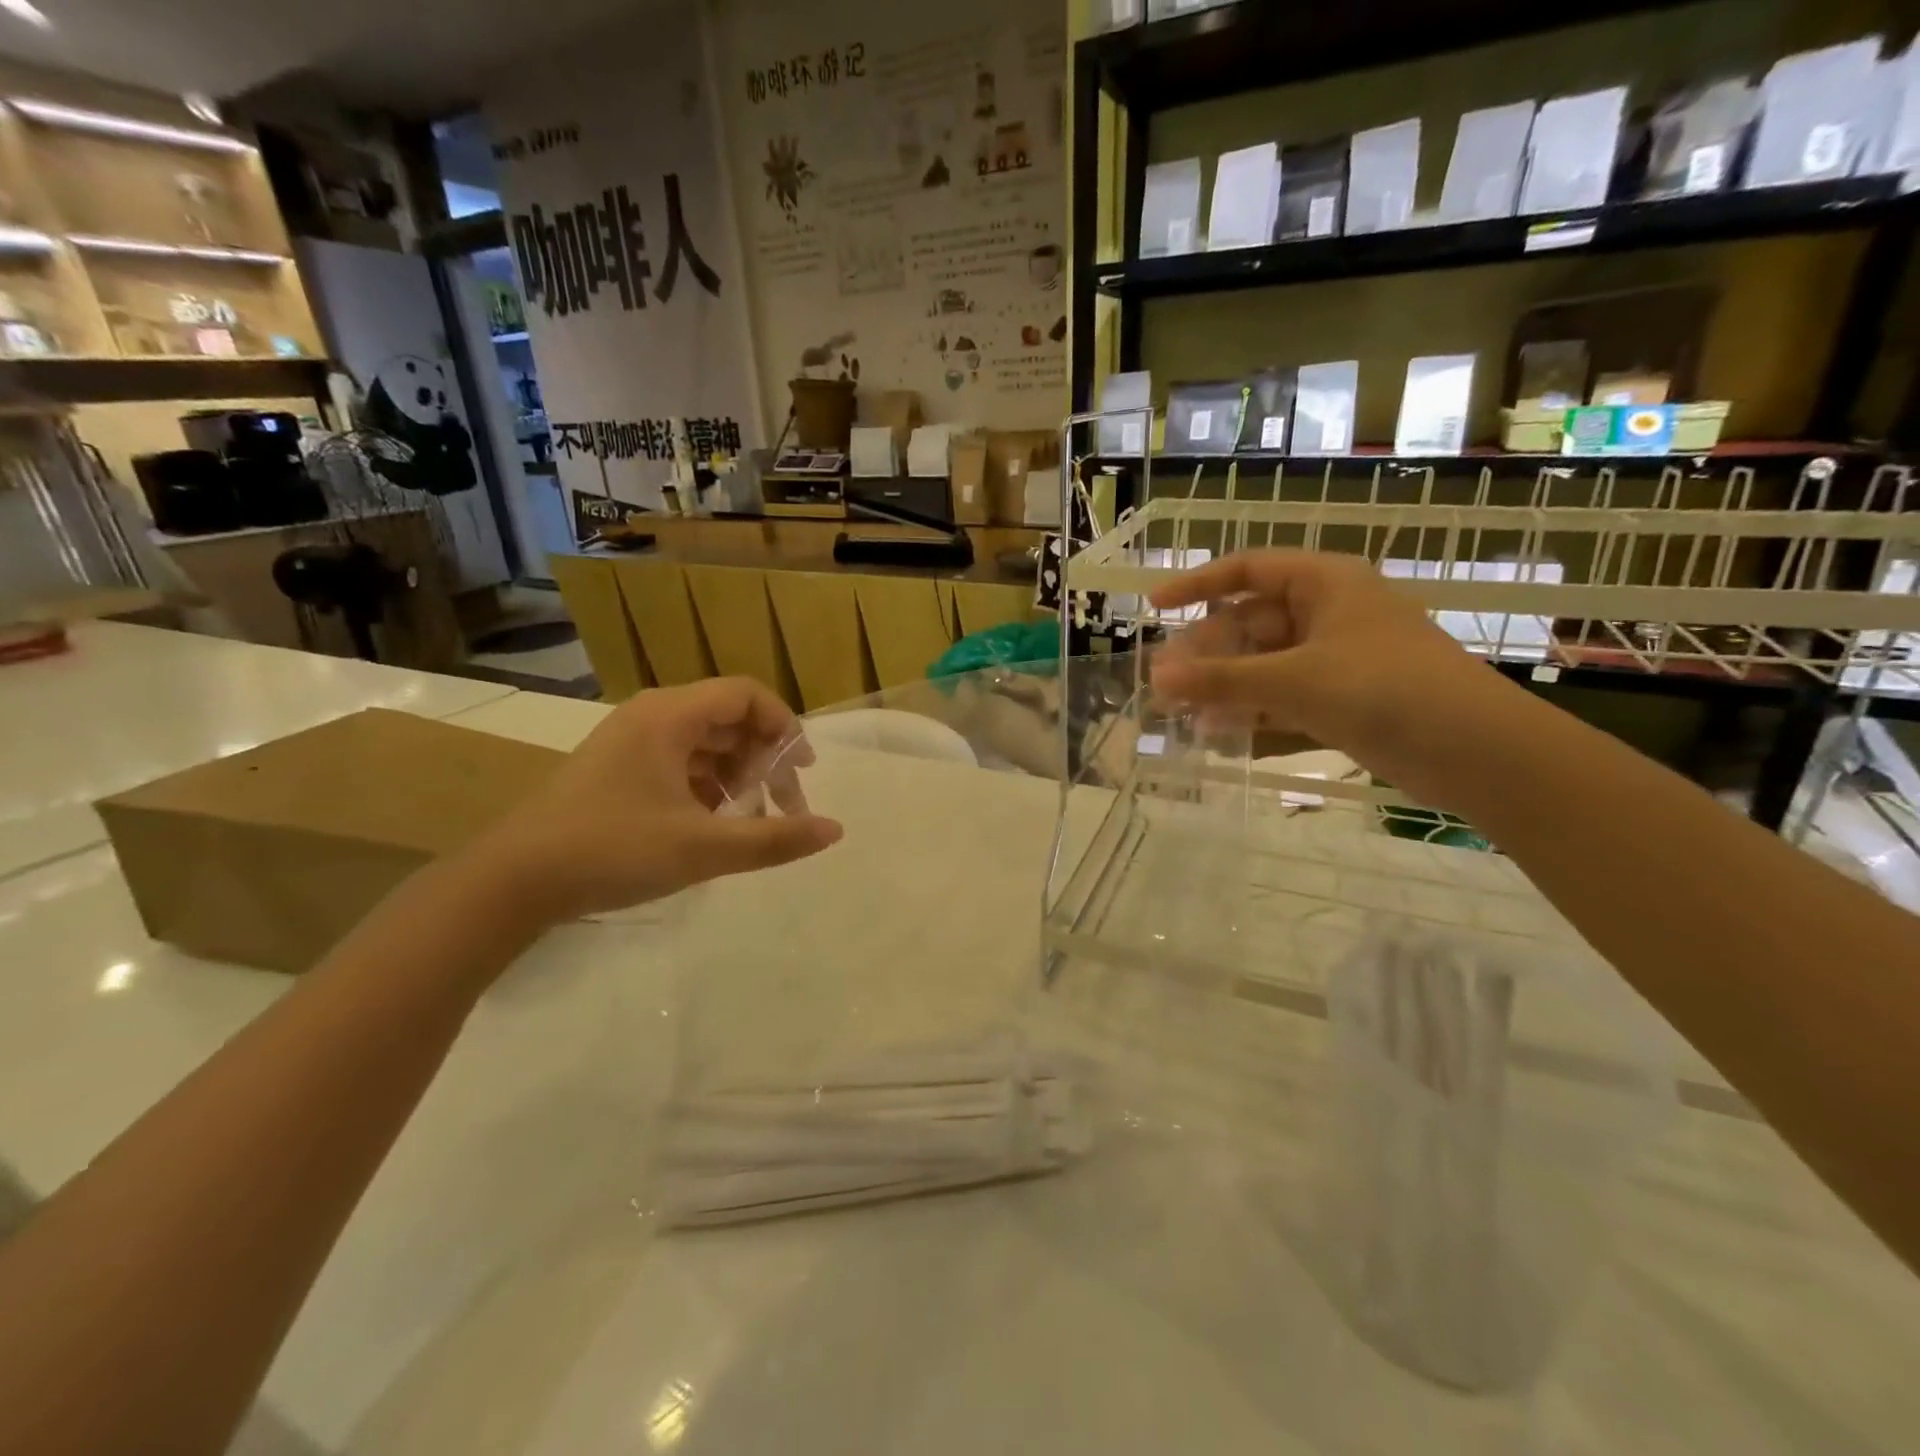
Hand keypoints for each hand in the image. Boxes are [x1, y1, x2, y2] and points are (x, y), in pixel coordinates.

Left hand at [467, 678, 843, 925]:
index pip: (746, 695)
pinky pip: (681, 764)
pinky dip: (708, 788)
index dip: (784, 726)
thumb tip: (835, 830)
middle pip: (729, 719)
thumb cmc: (611, 850)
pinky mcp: (619, 770)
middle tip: (783, 805)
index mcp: (670, 716)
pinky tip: (713, 826)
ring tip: (751, 821)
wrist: (513, 881)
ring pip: (705, 744)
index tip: (802, 770)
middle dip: (764, 759)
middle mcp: (652, 717)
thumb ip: (774, 839)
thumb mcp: (702, 848)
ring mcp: (632, 743)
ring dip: (738, 776)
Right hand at [1149, 550, 1522, 808]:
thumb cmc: (1384, 689)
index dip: (1198, 585)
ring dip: (1224, 690)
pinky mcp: (1343, 702)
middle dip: (1207, 654)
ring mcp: (1336, 661)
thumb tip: (1157, 677)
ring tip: (1179, 715)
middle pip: (1250, 625)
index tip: (1156, 607)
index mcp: (1323, 584)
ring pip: (1264, 667)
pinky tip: (1219, 738)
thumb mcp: (1294, 680)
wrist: (1476, 750)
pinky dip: (1253, 717)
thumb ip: (1222, 680)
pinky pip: (1284, 701)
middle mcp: (1327, 615)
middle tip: (1164, 683)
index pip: (1247, 571)